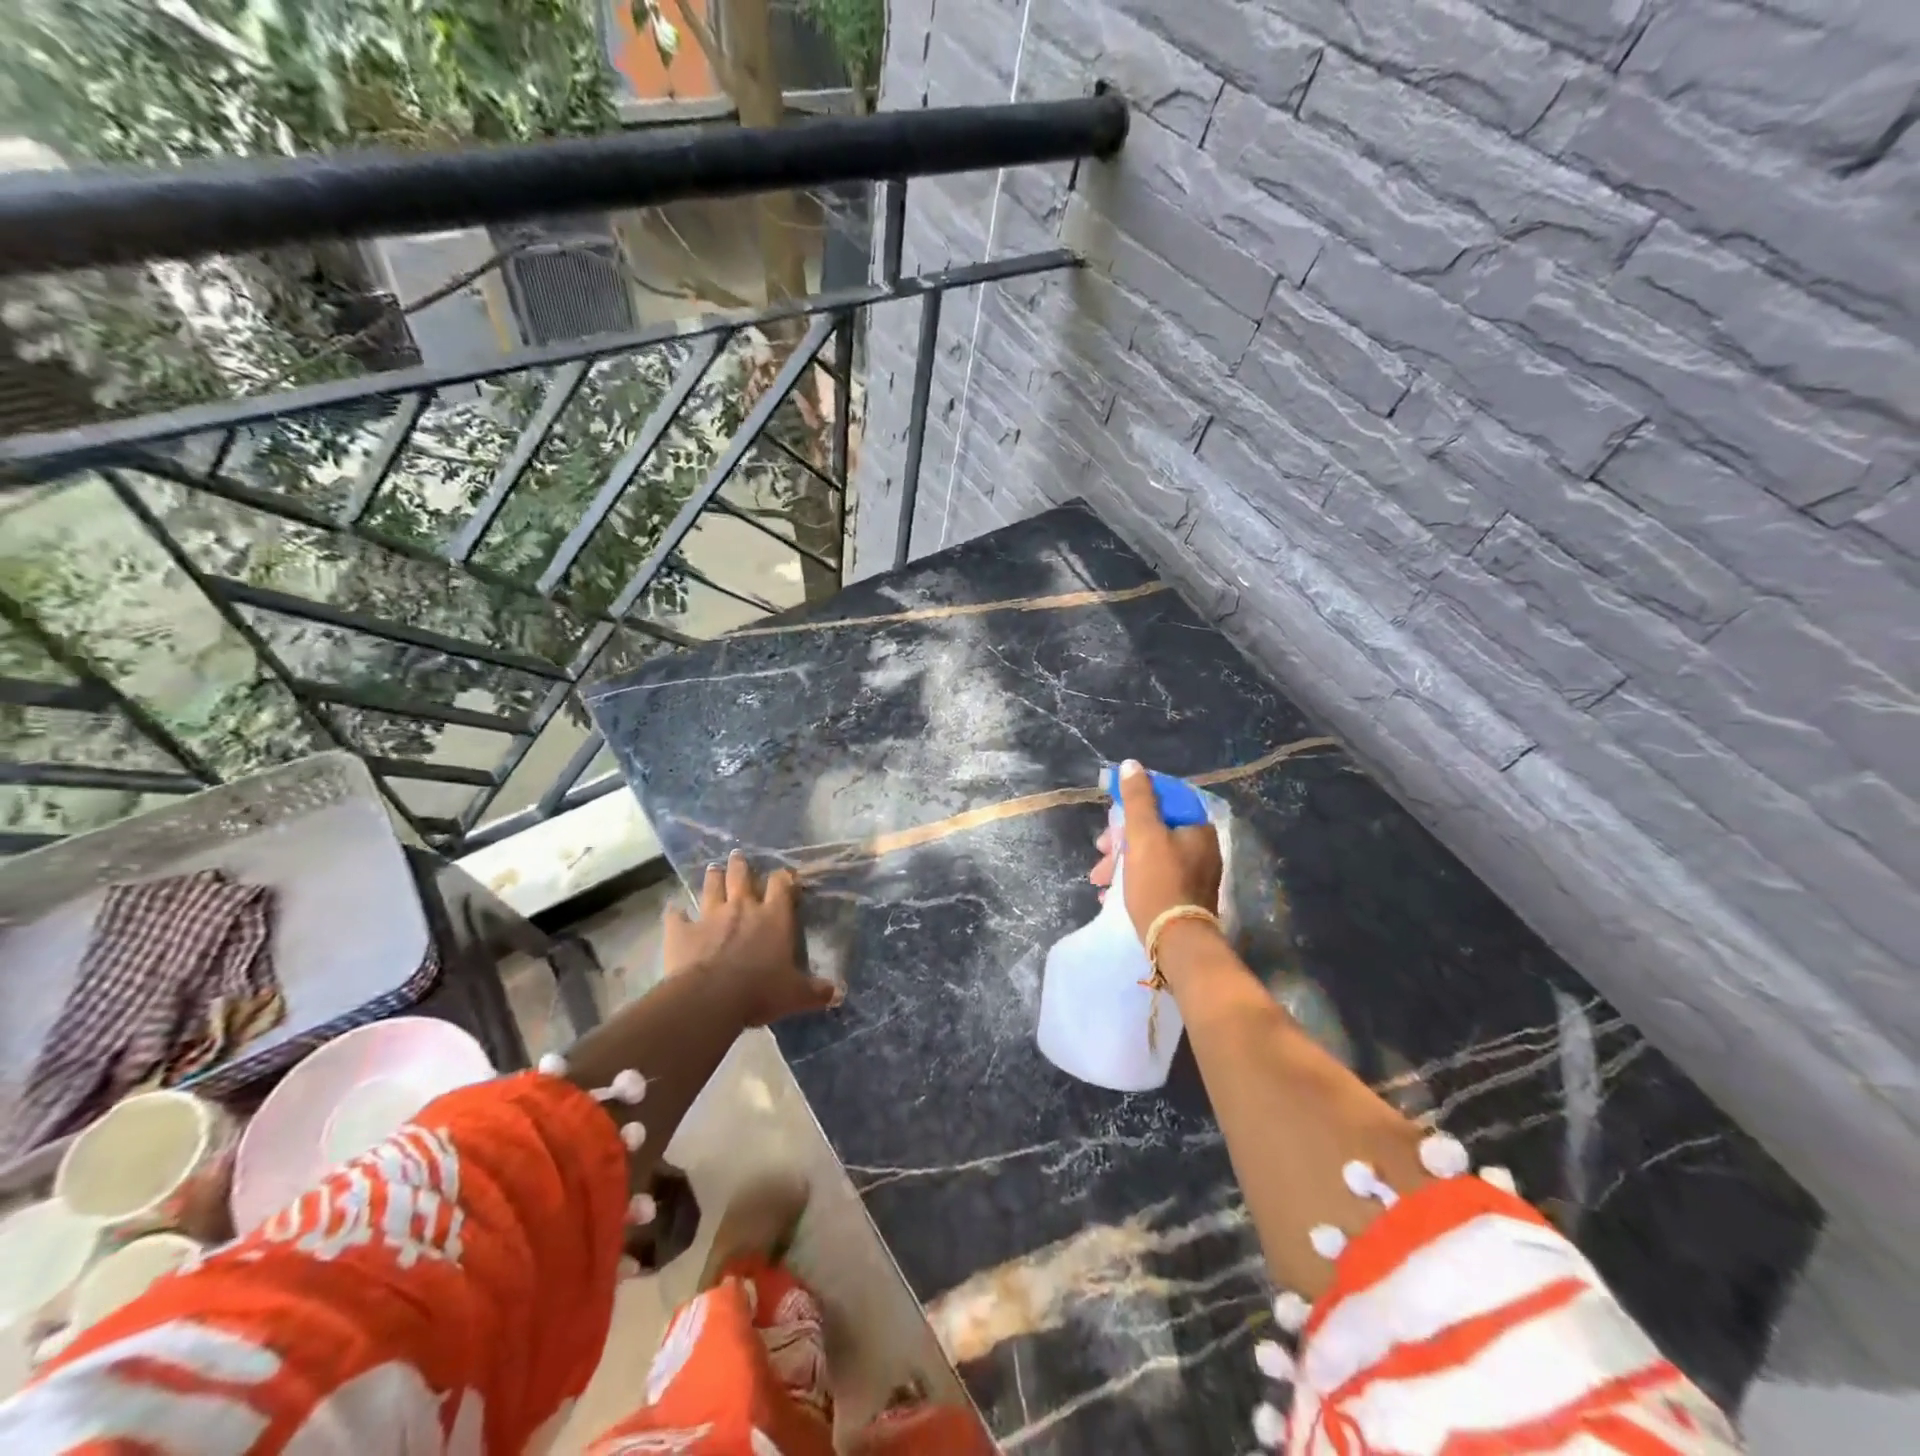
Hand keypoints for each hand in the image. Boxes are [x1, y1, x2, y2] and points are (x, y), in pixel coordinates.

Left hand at [665, 851, 840, 1025]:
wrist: (711, 998)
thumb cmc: (761, 991)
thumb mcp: (796, 994)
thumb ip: (816, 991)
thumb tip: (839, 993)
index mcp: (774, 916)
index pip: (781, 885)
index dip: (783, 878)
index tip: (785, 875)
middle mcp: (743, 907)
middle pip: (742, 877)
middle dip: (741, 865)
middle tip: (738, 855)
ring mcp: (710, 916)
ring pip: (712, 888)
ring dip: (713, 878)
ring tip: (713, 868)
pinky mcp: (682, 931)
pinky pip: (676, 917)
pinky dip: (675, 913)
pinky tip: (673, 910)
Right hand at [1090, 759, 1222, 941]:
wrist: (1176, 942)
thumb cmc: (1159, 882)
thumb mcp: (1143, 835)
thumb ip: (1137, 798)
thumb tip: (1132, 765)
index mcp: (1197, 828)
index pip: (1165, 799)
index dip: (1135, 803)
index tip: (1112, 817)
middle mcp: (1201, 848)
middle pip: (1155, 829)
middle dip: (1121, 839)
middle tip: (1101, 851)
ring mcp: (1195, 874)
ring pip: (1151, 855)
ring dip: (1121, 862)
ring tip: (1099, 879)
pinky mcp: (1184, 897)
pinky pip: (1154, 877)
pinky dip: (1132, 880)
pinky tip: (1110, 894)